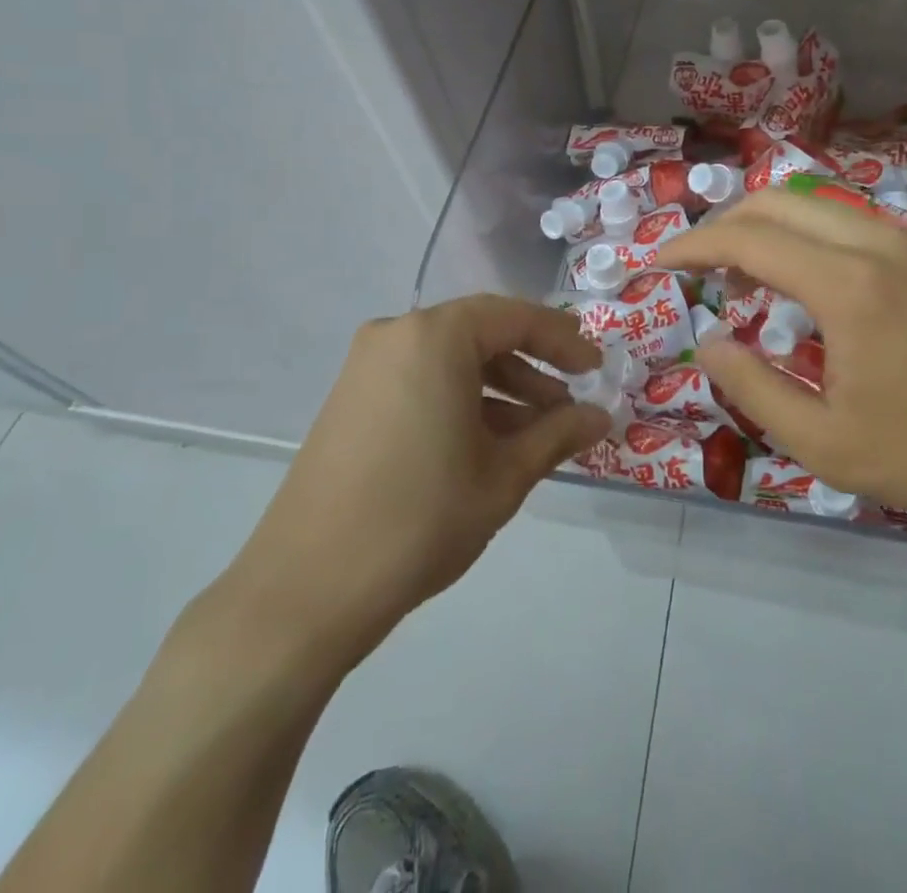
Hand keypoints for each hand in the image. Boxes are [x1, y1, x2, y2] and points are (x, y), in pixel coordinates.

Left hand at [213, 296, 606, 668]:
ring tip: (537, 433)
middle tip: (570, 406)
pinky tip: (488, 444)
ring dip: (499, 388)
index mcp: (434, 336)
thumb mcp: (504, 475)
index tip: (597, 370)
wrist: (306, 589)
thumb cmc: (420, 518)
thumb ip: (558, 435)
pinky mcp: (351, 400)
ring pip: (451, 360)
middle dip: (532, 368)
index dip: (564, 341)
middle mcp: (396, 335)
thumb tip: (600, 416)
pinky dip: (461, 401)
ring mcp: (367, 367)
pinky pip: (421, 381)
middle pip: (481, 334)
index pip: (515, 317)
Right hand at [655, 188, 906, 521]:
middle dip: (721, 226)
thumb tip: (708, 341)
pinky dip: (802, 235)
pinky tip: (800, 281)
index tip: (656, 262)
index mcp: (847, 285)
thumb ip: (753, 388)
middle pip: (776, 203)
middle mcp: (874, 243)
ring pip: (813, 205)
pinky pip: (845, 222)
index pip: (748, 239)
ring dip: (764, 226)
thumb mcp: (827, 445)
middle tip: (691, 266)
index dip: (692, 246)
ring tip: (737, 272)